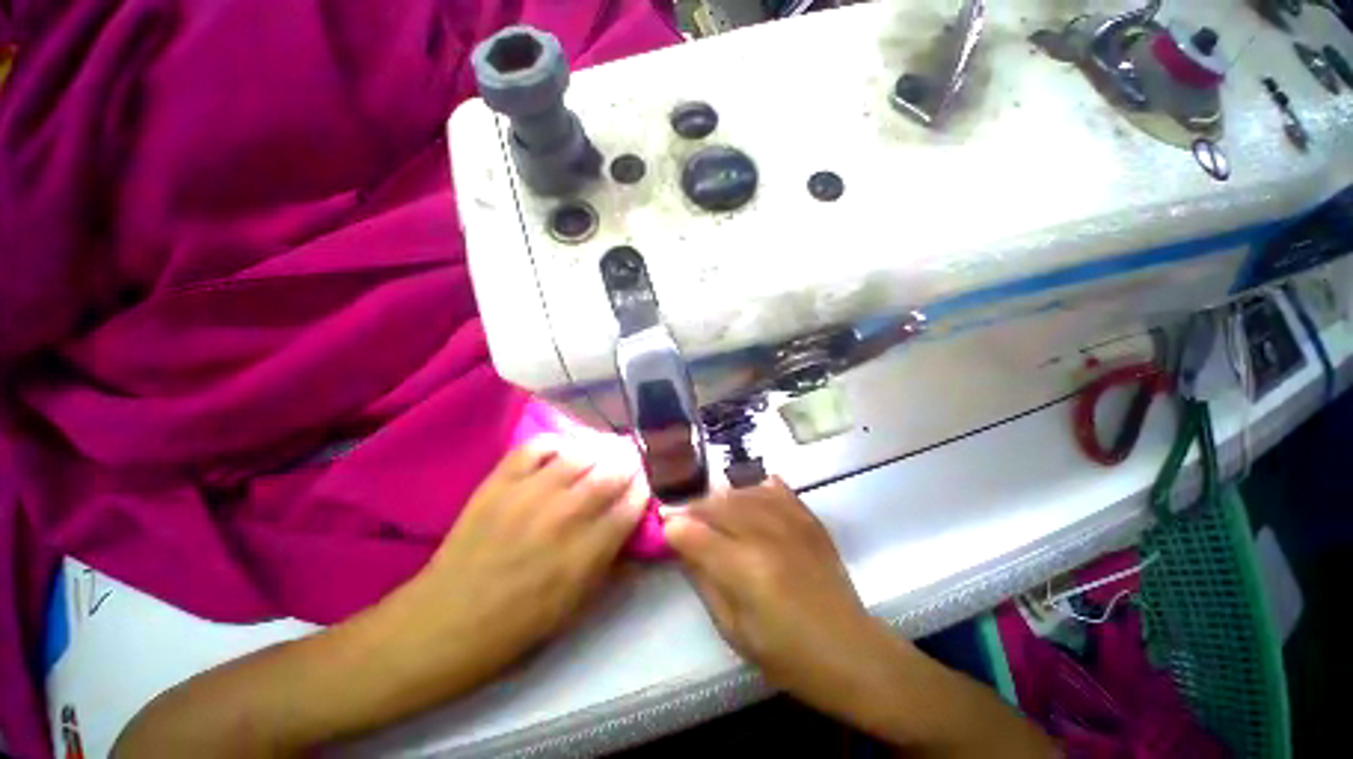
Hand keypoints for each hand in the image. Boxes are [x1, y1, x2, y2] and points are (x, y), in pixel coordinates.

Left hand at [405, 434, 648, 677]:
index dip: (643, 489)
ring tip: (602, 454)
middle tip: (629, 463)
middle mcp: (564, 515)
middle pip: (612, 472)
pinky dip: (556, 443)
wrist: (447, 621)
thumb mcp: (579, 604)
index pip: (632, 503)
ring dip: (599, 450)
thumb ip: (613, 561)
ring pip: (580, 454)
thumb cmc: (519, 623)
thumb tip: (634, 527)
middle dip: (629, 463)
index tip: (643, 486)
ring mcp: (529, 494)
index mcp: (587, 551)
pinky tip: (562, 452)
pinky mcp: (500, 482)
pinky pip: (536, 446)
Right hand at [661, 478, 900, 713]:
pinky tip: (748, 495)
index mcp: (745, 569)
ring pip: (741, 492)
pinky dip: (755, 488)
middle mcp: (765, 535)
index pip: (695, 533)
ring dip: (720, 498)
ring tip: (712, 511)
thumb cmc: (787, 655)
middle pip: (717, 505)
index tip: (664, 526)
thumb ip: (705, 581)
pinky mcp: (808, 518)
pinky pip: (775, 488)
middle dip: (693, 509)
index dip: (673, 526)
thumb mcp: (734, 630)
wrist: (851, 651)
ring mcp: (791, 522)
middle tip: (683, 519)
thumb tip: (682, 546)